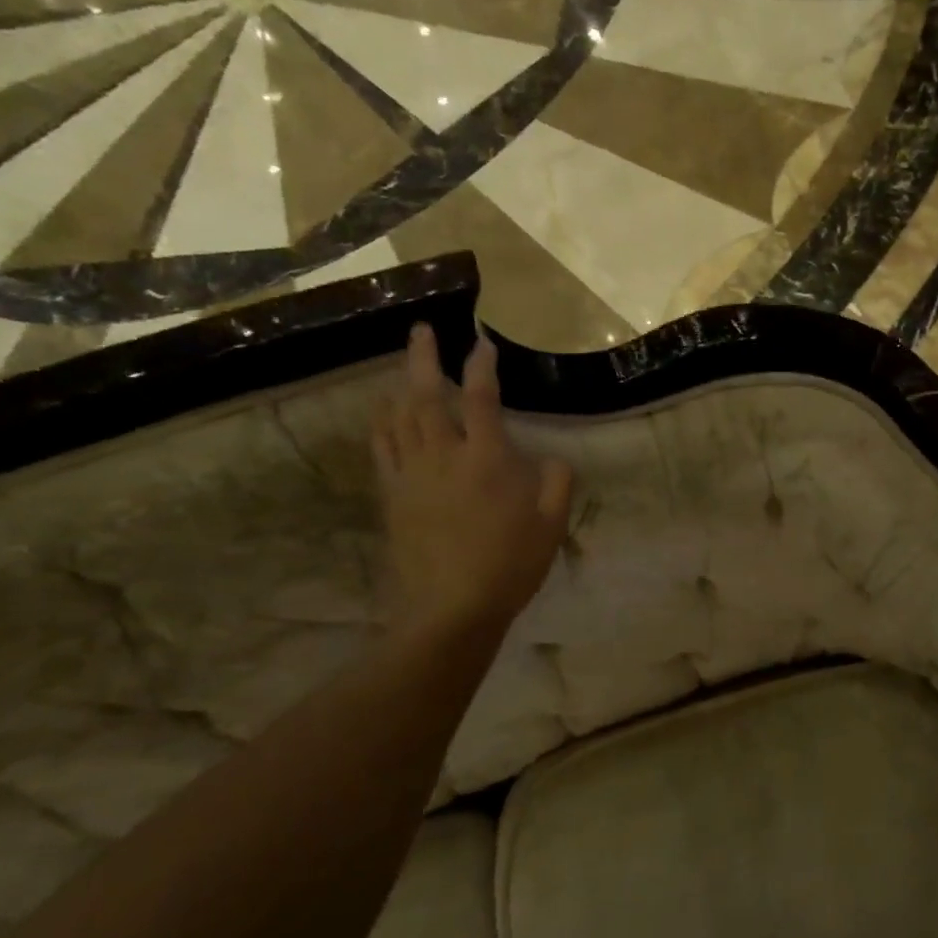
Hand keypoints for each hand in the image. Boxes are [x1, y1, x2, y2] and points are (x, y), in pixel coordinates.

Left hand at [372, 323, 572, 646]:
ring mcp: (411, 475)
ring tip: (404, 363)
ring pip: (399, 416)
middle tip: (421, 329)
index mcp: (487, 460)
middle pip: (428, 396)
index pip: (483, 400)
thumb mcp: (551, 525)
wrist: (451, 609)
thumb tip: (550, 458)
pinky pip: (382, 447)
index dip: (482, 366)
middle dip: (424, 358)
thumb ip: (557, 483)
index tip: (483, 342)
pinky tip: (383, 411)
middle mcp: (444, 456)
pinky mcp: (392, 495)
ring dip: (401, 383)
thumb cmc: (510, 566)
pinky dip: (381, 421)